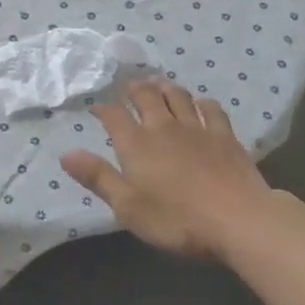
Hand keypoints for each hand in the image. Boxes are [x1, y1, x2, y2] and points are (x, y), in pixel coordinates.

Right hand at [61, 81, 281, 260]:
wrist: (238, 219)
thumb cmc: (176, 219)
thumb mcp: (128, 207)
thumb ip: (98, 177)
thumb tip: (66, 154)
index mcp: (136, 144)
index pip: (114, 116)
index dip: (103, 109)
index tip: (97, 109)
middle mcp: (163, 127)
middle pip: (146, 97)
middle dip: (134, 89)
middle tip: (129, 87)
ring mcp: (197, 128)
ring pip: (177, 96)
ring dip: (165, 88)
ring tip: (159, 84)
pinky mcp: (225, 136)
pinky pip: (211, 109)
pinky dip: (201, 102)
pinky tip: (200, 103)